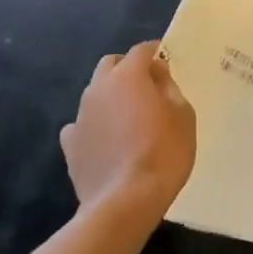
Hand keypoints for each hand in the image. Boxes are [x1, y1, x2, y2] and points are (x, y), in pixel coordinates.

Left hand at [61, 41, 195, 228]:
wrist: (126, 202)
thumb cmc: (163, 153)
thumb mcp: (183, 115)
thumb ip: (169, 88)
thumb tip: (157, 74)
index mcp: (128, 76)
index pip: (141, 51)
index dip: (155, 52)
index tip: (165, 60)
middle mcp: (99, 88)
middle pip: (111, 65)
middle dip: (127, 68)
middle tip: (146, 86)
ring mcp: (80, 116)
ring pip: (94, 93)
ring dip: (110, 96)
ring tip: (127, 116)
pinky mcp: (70, 146)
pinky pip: (80, 125)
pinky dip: (93, 126)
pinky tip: (105, 141)